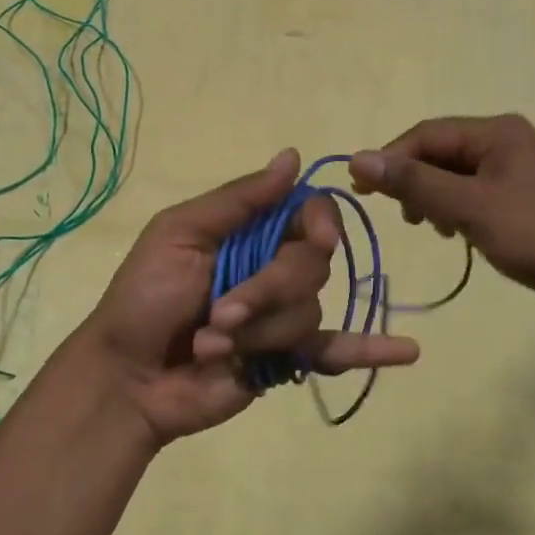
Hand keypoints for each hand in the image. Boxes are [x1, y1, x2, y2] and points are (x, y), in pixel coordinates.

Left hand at [76, 150, 419, 447]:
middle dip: (266, 291)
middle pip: (312, 265)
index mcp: (249, 232)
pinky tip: (408, 352)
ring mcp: (282, 316)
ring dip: (258, 332)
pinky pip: (336, 352)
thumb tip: (293, 156)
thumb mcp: (178, 234)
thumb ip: (239, 200)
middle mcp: (273, 268)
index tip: (316, 238)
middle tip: (217, 314)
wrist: (127, 377)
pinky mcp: (288, 360)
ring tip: (212, 347)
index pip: (308, 215)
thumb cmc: (143, 299)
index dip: (318, 224)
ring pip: (309, 311)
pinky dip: (370, 351)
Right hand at [350, 115, 534, 319]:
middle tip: (404, 216)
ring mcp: (513, 169)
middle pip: (439, 153)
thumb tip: (357, 159)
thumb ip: (413, 182)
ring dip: (433, 198)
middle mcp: (504, 141)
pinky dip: (454, 210)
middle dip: (415, 181)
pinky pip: (471, 194)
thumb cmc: (533, 233)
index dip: (391, 158)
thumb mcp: (468, 206)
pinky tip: (455, 234)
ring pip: (453, 175)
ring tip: (432, 228)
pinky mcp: (517, 197)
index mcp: (496, 132)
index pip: (427, 134)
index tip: (362, 189)